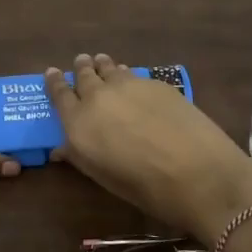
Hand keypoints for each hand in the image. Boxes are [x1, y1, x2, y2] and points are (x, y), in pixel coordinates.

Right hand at [45, 53, 251, 242]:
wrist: (199, 174)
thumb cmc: (145, 188)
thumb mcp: (103, 177)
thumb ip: (79, 155)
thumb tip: (61, 147)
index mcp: (79, 123)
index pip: (59, 94)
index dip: (54, 82)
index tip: (51, 73)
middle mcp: (98, 97)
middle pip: (84, 74)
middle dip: (81, 68)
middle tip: (82, 63)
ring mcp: (128, 85)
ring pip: (109, 67)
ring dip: (103, 66)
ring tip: (103, 64)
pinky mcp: (156, 83)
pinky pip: (133, 74)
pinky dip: (127, 75)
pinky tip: (134, 84)